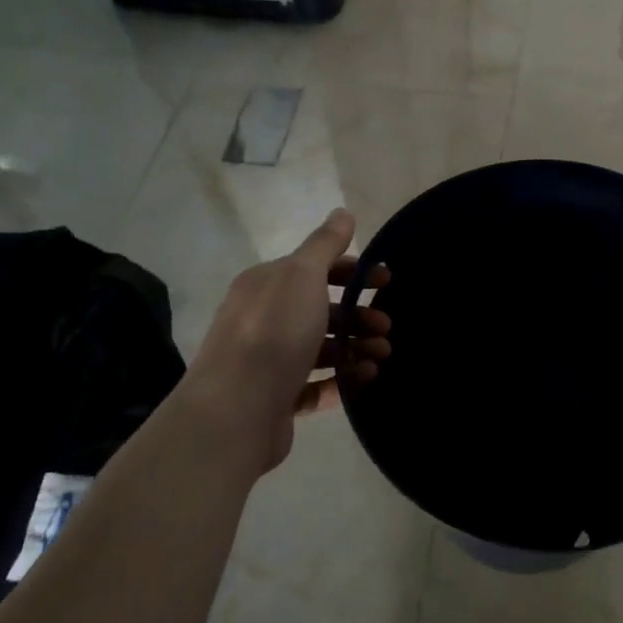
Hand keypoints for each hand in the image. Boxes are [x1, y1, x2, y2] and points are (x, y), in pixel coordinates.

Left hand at [184, 209, 389, 477]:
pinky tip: (364, 381)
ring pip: (321, 349)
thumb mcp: (302, 276)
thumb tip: (342, 212)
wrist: (236, 410)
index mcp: (267, 285)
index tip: (387, 282)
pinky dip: (342, 381)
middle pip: (321, 311)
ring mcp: (269, 362)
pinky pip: (316, 385)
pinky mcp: (276, 399)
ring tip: (381, 359)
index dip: (353, 272)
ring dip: (355, 349)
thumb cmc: (274, 332)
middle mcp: (264, 319)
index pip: (315, 269)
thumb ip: (324, 244)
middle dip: (359, 316)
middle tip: (386, 328)